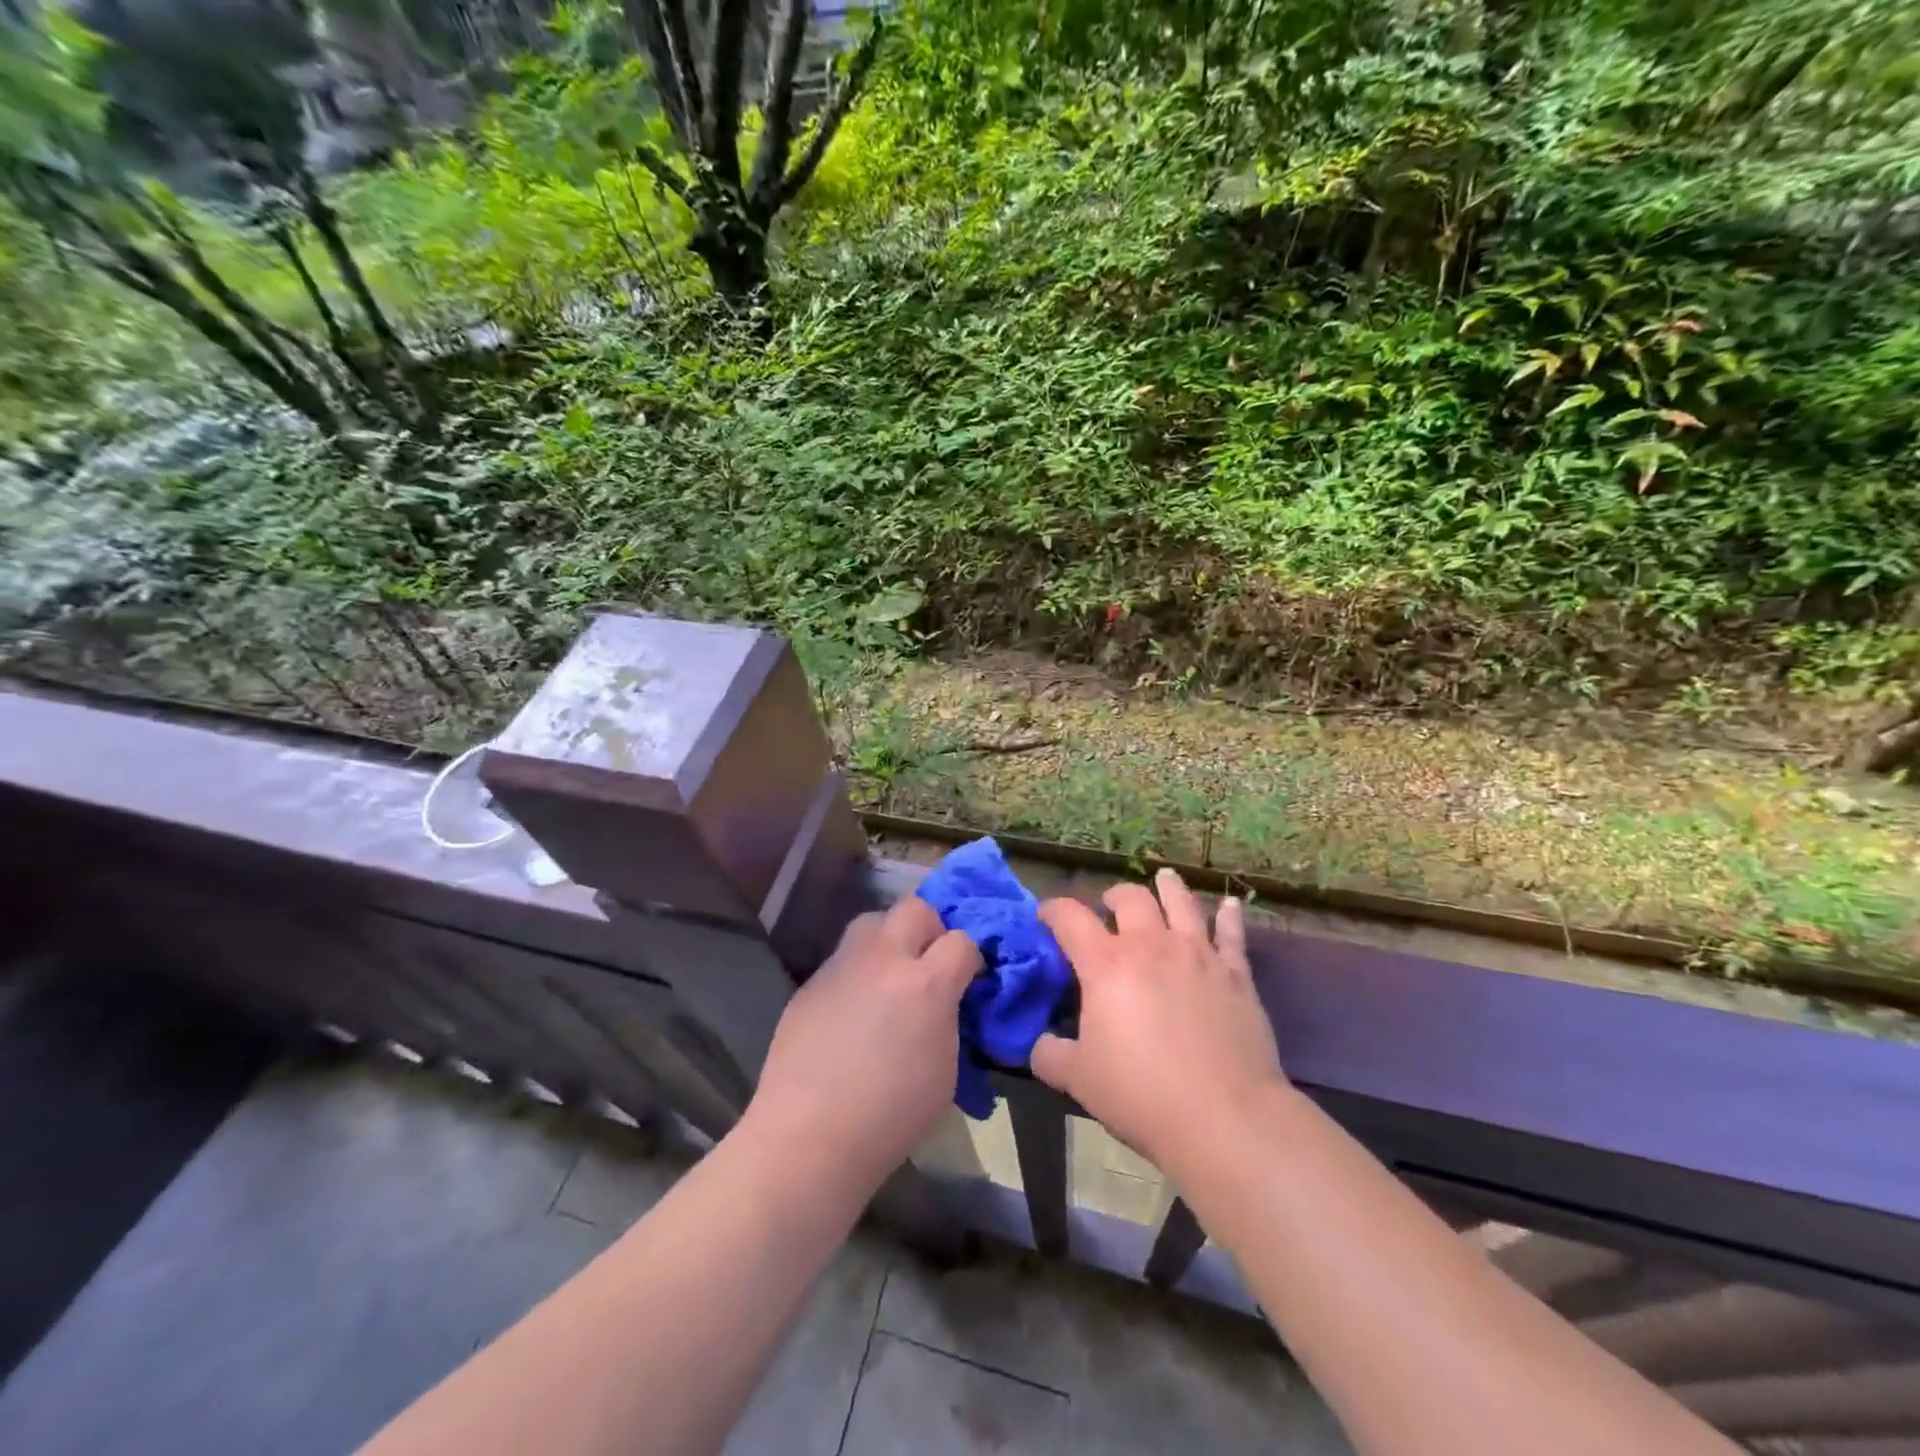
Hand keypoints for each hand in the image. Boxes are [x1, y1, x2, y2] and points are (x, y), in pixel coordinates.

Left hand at [746, 895, 981, 1187]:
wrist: (809, 1135)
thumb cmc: (891, 1116)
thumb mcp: (946, 1069)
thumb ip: (950, 1018)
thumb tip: (947, 1000)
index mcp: (926, 984)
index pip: (962, 940)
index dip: (970, 958)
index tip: (968, 979)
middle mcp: (884, 959)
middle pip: (916, 909)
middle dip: (931, 928)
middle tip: (929, 963)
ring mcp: (843, 965)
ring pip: (873, 921)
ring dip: (890, 938)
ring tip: (889, 974)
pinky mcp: (813, 980)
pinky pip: (844, 958)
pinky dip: (858, 970)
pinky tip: (853, 1007)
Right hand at [1032, 869, 1287, 1181]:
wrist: (1225, 1118)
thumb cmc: (1142, 1095)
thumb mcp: (1078, 1080)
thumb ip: (1050, 1055)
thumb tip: (1039, 1043)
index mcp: (1106, 964)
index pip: (1070, 918)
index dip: (1053, 910)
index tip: (1045, 915)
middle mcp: (1151, 946)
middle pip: (1130, 898)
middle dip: (1113, 895)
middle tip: (1108, 906)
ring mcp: (1198, 955)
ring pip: (1181, 903)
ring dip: (1168, 887)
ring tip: (1163, 878)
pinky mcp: (1236, 974)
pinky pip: (1232, 935)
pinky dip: (1229, 918)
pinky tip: (1231, 906)